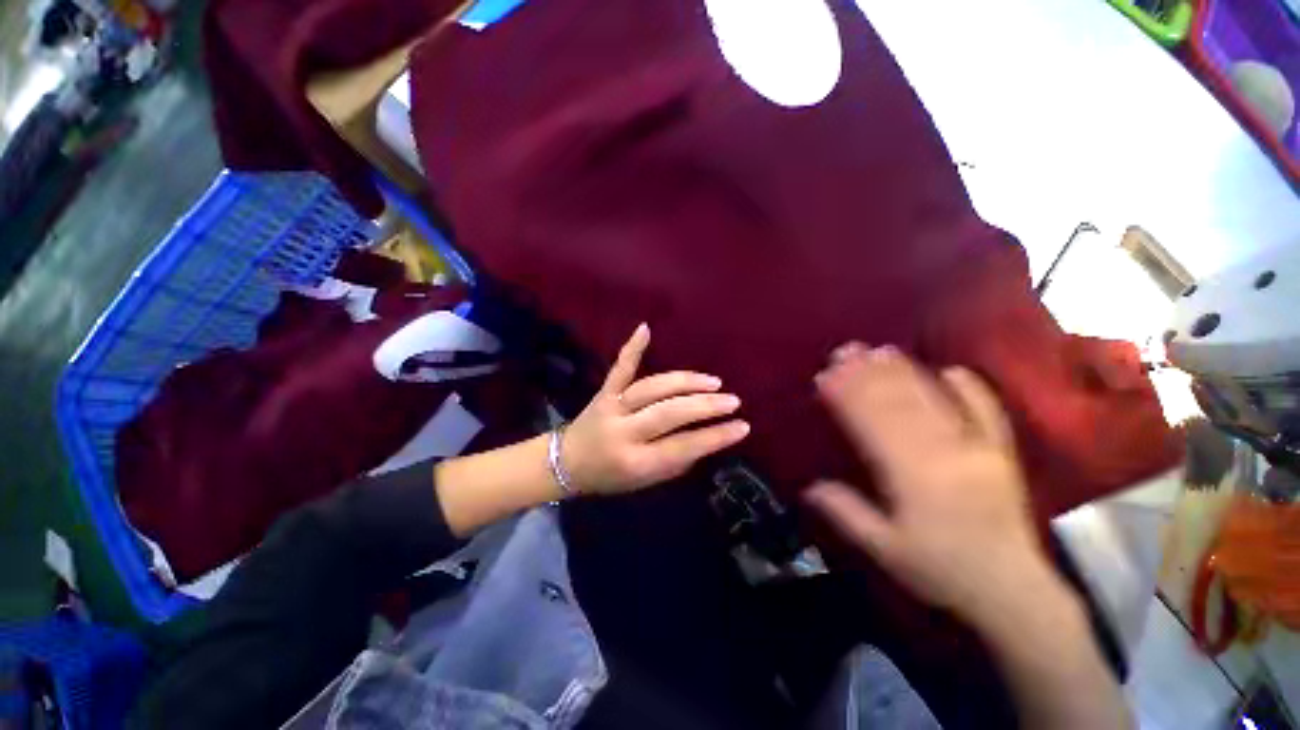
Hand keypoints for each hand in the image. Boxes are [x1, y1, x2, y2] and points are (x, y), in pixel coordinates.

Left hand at [562, 324, 750, 494]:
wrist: (565, 463)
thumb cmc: (609, 478)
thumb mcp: (645, 482)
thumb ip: (675, 461)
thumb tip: (705, 439)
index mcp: (635, 462)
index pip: (683, 447)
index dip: (715, 437)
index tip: (742, 426)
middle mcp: (623, 432)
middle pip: (669, 413)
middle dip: (704, 406)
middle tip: (731, 401)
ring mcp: (612, 407)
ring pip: (652, 388)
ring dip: (685, 382)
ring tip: (713, 382)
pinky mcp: (604, 391)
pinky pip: (620, 368)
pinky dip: (633, 348)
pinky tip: (645, 328)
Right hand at [803, 343, 1055, 624]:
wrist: (1012, 591)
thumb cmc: (941, 570)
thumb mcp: (885, 550)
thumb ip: (847, 514)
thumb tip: (809, 485)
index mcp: (913, 478)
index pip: (872, 425)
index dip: (846, 396)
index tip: (825, 375)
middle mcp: (945, 454)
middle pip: (900, 404)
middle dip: (868, 375)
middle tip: (845, 350)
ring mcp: (979, 449)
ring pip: (935, 400)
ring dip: (905, 372)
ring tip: (879, 350)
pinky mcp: (1002, 453)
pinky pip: (988, 411)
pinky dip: (970, 387)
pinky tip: (951, 368)